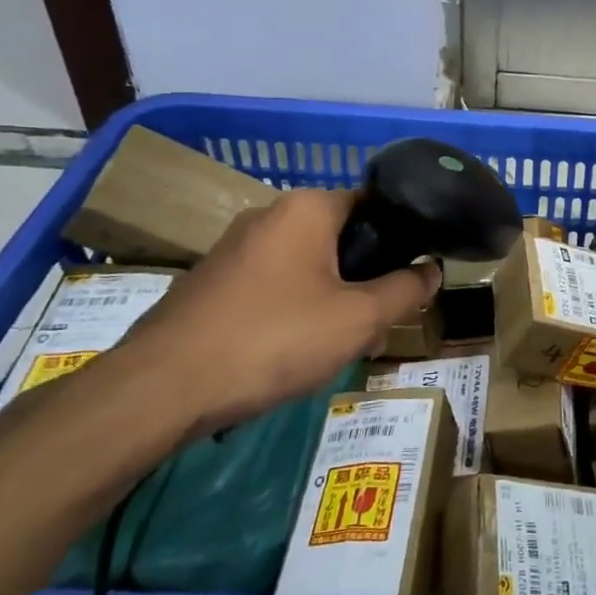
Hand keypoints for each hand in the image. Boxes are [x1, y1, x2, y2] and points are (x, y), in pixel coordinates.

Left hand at [113, 189, 438, 435]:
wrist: (162, 388)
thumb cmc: (274, 338)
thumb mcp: (358, 319)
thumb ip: (405, 290)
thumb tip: (433, 269)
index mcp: (307, 208)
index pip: (373, 206)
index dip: (399, 241)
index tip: (410, 280)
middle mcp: (269, 215)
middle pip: (340, 239)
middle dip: (364, 280)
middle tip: (378, 324)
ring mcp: (234, 249)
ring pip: (306, 267)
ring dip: (331, 300)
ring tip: (339, 347)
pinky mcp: (211, 282)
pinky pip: (272, 287)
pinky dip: (293, 311)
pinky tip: (292, 354)